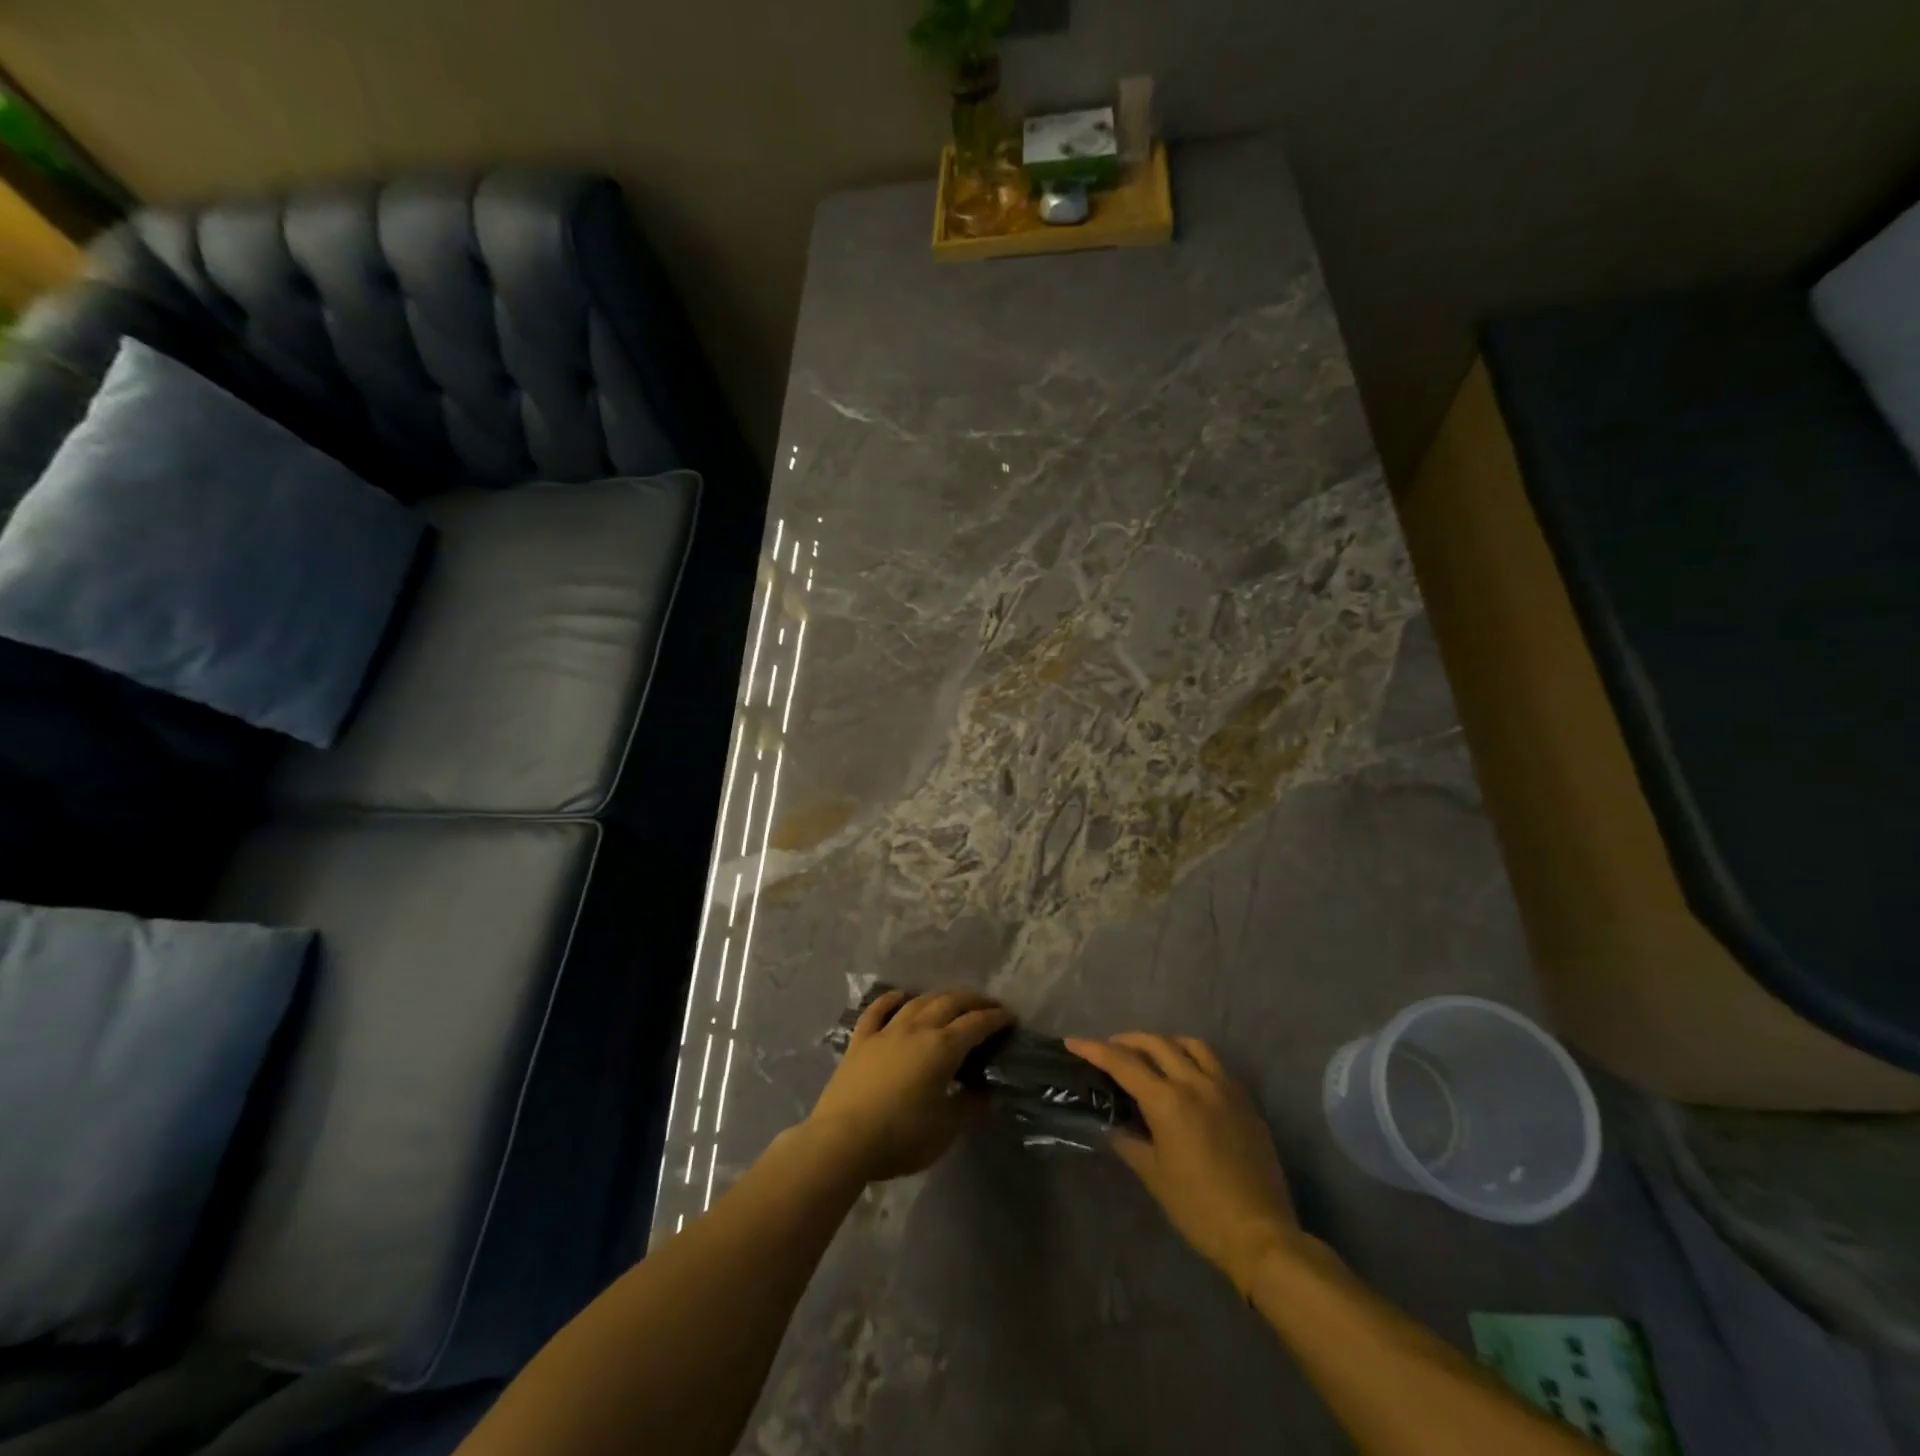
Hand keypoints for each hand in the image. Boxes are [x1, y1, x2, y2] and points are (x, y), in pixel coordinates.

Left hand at [806, 989, 1013, 1182]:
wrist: (843, 1140)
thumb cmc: (901, 1137)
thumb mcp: (946, 1129)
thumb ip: (969, 1106)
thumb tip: (985, 1092)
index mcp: (942, 1048)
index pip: (976, 1024)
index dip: (996, 1019)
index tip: (1010, 1018)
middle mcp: (917, 1029)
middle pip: (949, 1003)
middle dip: (973, 1000)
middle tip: (988, 1005)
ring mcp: (886, 1031)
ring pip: (918, 1002)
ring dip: (939, 996)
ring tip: (952, 999)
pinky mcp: (861, 1040)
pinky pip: (878, 1010)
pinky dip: (891, 999)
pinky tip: (901, 996)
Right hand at [1066, 1034, 1299, 1292]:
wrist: (1260, 1235)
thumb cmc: (1199, 1210)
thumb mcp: (1154, 1176)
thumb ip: (1129, 1141)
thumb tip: (1112, 1124)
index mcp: (1168, 1102)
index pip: (1123, 1063)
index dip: (1094, 1049)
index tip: (1072, 1042)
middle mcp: (1196, 1083)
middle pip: (1156, 1043)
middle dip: (1127, 1041)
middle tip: (1109, 1050)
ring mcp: (1225, 1088)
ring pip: (1190, 1045)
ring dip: (1164, 1043)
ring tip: (1150, 1056)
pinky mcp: (1245, 1100)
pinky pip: (1214, 1063)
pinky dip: (1192, 1058)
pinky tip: (1186, 1077)